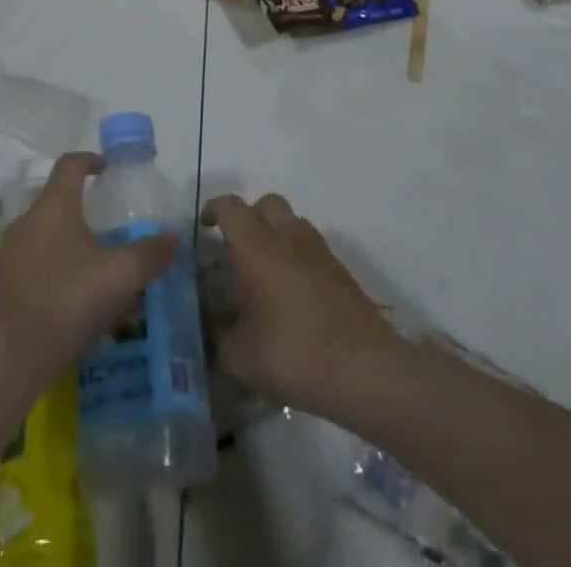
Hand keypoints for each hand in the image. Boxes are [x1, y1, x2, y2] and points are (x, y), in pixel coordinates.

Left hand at [0, 153, 176, 396]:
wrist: (1, 363)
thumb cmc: (64, 302)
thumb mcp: (118, 277)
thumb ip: (149, 254)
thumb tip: (173, 236)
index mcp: (54, 206)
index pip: (70, 165)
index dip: (90, 159)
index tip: (107, 167)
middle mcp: (28, 222)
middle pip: (57, 201)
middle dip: (84, 208)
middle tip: (112, 225)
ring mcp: (10, 255)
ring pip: (47, 236)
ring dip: (72, 243)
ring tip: (99, 267)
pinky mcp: (2, 288)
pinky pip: (36, 265)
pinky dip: (58, 271)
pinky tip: (76, 302)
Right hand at [201, 193, 400, 416]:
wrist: (364, 367)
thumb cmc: (296, 353)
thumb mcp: (242, 358)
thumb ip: (223, 339)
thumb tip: (221, 332)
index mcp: (258, 248)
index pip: (231, 208)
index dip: (214, 210)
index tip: (205, 227)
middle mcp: (288, 238)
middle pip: (266, 203)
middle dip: (249, 216)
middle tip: (238, 248)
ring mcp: (319, 251)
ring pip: (292, 222)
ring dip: (276, 234)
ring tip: (267, 272)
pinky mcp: (340, 270)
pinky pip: (311, 247)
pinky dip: (298, 256)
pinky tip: (294, 295)